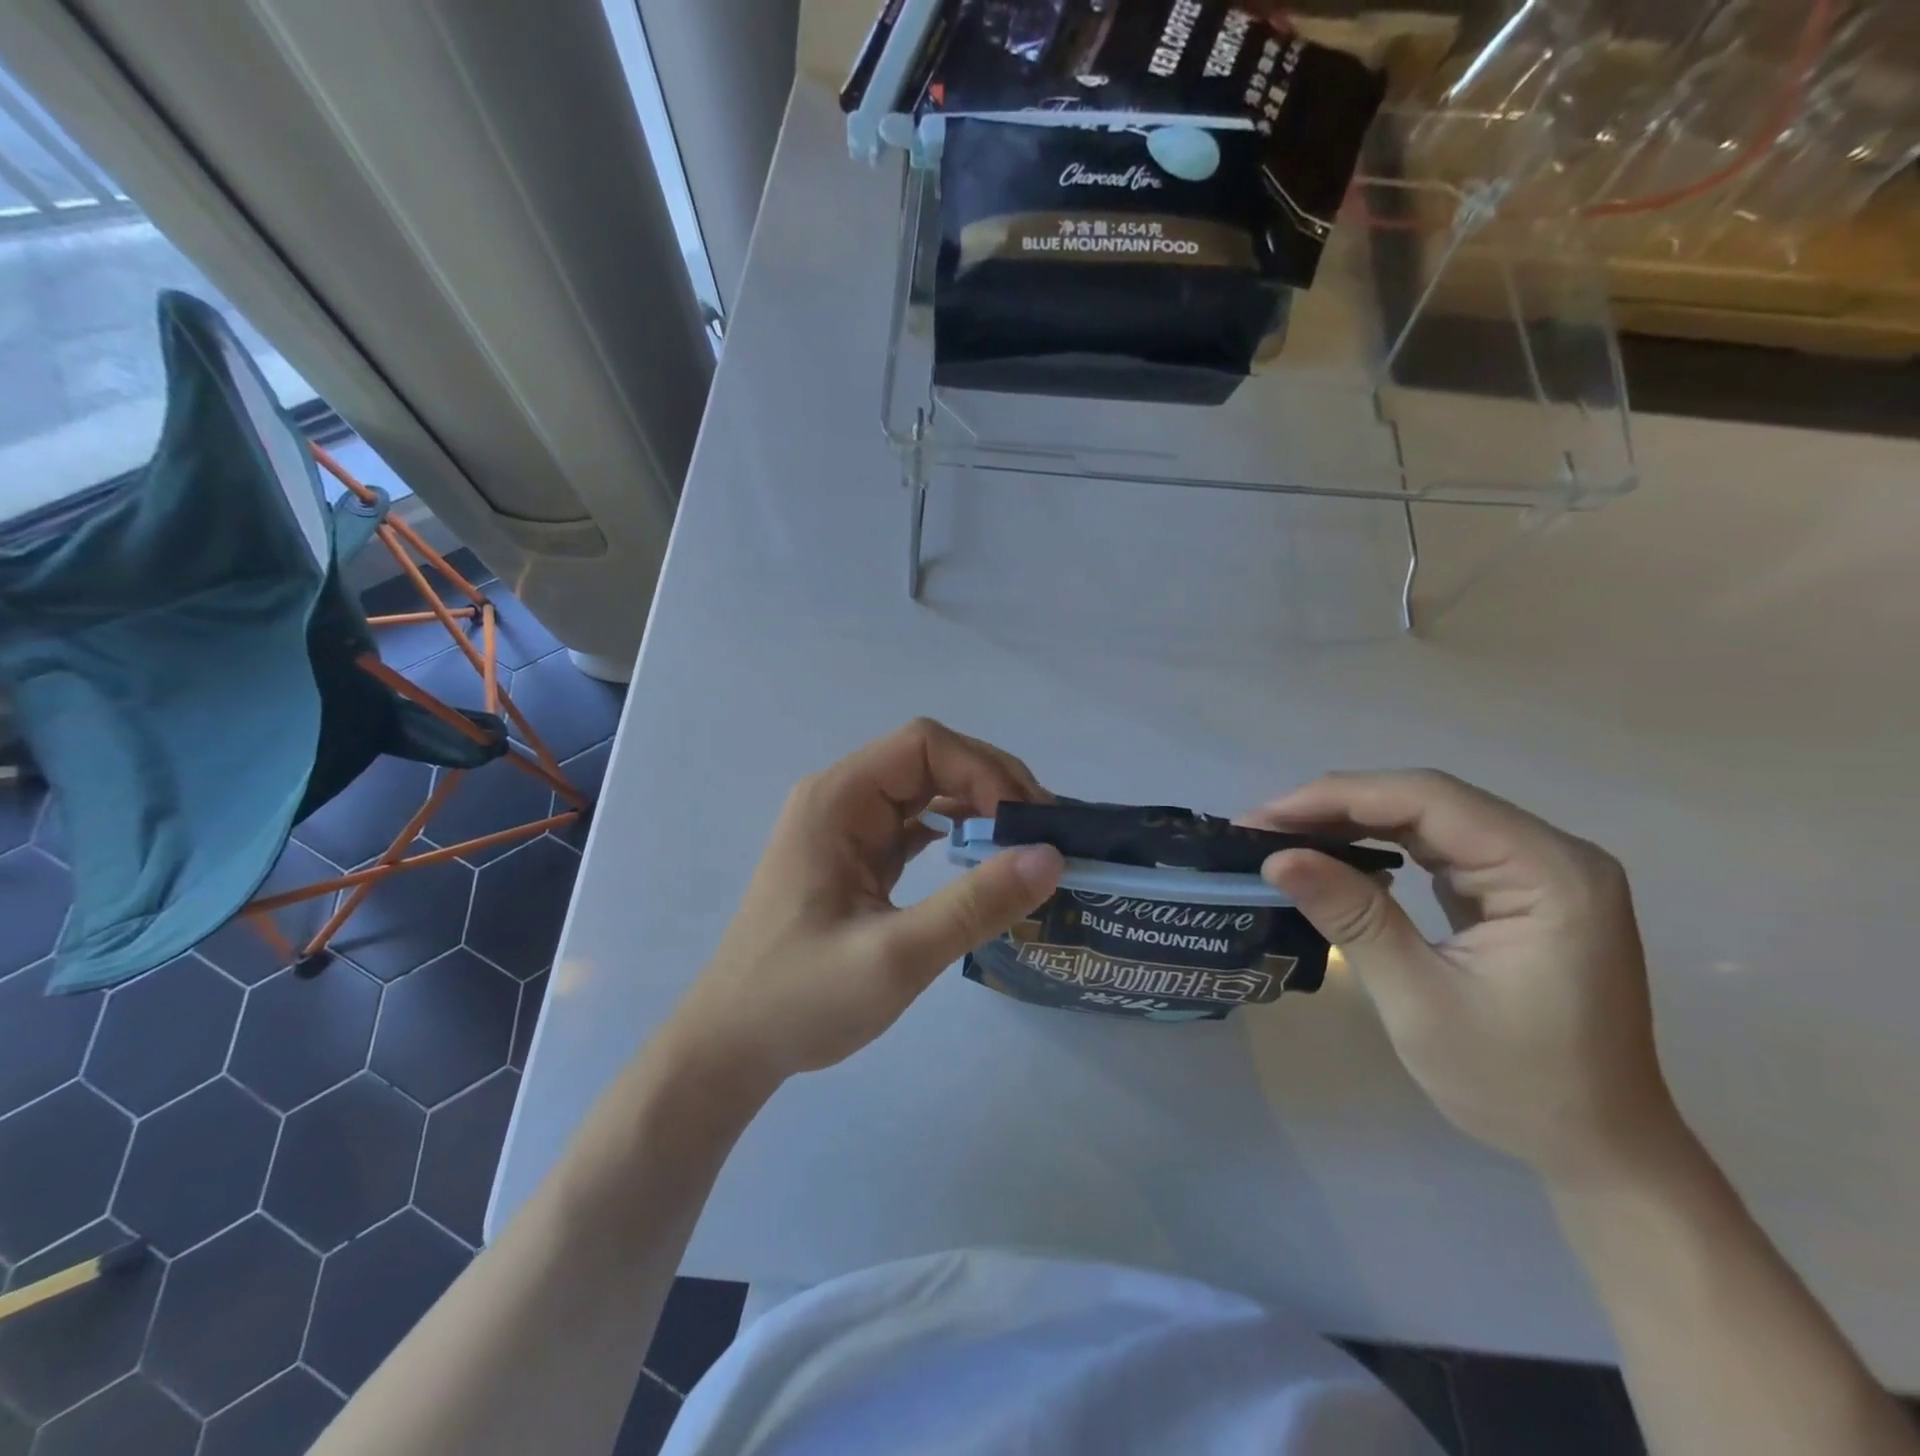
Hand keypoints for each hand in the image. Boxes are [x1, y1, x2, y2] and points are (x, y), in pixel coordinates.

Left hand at [661, 720, 1063, 1095]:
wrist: (732, 1045)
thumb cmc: (801, 999)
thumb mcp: (896, 956)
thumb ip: (974, 904)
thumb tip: (1051, 856)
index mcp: (836, 801)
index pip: (923, 745)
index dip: (984, 770)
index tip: (1029, 822)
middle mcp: (839, 799)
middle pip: (928, 760)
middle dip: (990, 786)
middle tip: (1042, 833)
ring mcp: (846, 828)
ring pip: (925, 790)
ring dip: (978, 808)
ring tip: (1026, 844)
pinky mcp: (855, 857)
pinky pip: (915, 826)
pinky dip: (956, 834)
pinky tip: (986, 860)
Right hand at [1244, 771, 1686, 1187]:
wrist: (1598, 1150)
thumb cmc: (1516, 1085)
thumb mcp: (1420, 1001)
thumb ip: (1352, 918)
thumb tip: (1276, 858)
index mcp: (1550, 872)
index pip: (1428, 800)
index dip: (1336, 799)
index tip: (1263, 819)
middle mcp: (1551, 853)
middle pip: (1426, 800)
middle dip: (1336, 808)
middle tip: (1261, 828)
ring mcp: (1537, 869)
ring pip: (1426, 818)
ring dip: (1351, 823)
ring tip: (1284, 836)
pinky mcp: (1516, 889)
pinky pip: (1436, 845)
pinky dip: (1378, 846)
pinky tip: (1335, 854)